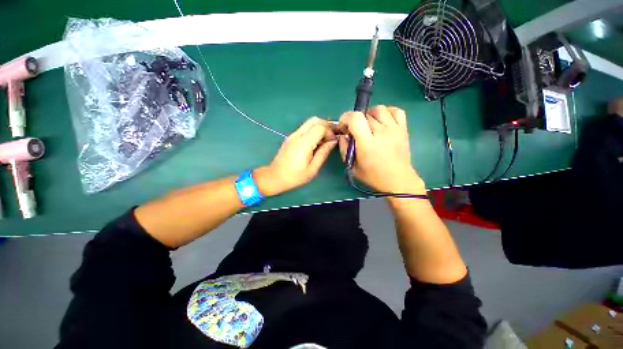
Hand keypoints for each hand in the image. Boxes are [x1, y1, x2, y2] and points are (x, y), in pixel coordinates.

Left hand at [255, 117, 336, 195]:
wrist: (275, 177)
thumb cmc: (295, 176)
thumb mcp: (312, 168)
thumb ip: (323, 153)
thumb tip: (333, 141)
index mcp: (303, 143)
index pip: (320, 127)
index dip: (330, 132)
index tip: (333, 142)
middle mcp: (297, 135)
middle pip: (315, 120)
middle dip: (326, 126)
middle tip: (332, 137)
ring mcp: (293, 135)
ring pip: (309, 123)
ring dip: (320, 128)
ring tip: (325, 140)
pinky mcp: (291, 137)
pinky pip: (305, 128)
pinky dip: (313, 131)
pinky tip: (316, 142)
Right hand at [338, 105, 424, 194]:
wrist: (398, 180)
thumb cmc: (373, 176)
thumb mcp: (352, 166)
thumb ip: (344, 149)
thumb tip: (343, 136)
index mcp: (367, 143)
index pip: (355, 118)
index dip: (346, 118)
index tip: (344, 126)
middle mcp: (381, 132)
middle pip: (365, 114)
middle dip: (355, 120)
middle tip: (354, 131)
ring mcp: (394, 129)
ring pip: (379, 109)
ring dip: (369, 114)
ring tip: (368, 124)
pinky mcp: (403, 129)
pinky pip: (396, 111)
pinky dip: (387, 111)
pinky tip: (382, 120)